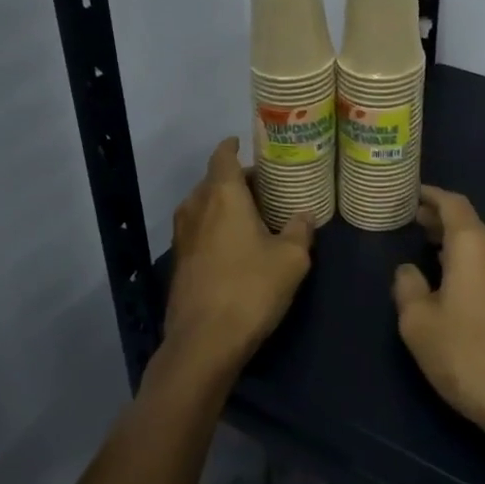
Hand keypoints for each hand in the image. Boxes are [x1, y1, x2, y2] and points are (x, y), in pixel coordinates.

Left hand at [163, 138, 313, 380]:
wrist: (205, 340)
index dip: (232, 147)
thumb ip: (300, 230)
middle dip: (235, 180)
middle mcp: (196, 207)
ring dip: (223, 204)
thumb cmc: (251, 288)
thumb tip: (305, 215)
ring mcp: (182, 236)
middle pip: (212, 181)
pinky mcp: (179, 262)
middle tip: (264, 187)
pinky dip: (214, 227)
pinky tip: (234, 245)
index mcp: (222, 195)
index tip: (242, 143)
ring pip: (202, 206)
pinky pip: (198, 230)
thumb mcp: (291, 259)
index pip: (222, 157)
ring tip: (251, 214)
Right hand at [391, 186, 484, 438]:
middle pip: (469, 223)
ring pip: (482, 245)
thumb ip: (407, 286)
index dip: (430, 196)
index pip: (452, 203)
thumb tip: (408, 269)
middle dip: (439, 219)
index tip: (411, 194)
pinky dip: (469, 261)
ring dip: (454, 243)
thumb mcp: (418, 322)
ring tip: (426, 248)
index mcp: (474, 245)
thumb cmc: (466, 354)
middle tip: (411, 221)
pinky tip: (451, 280)